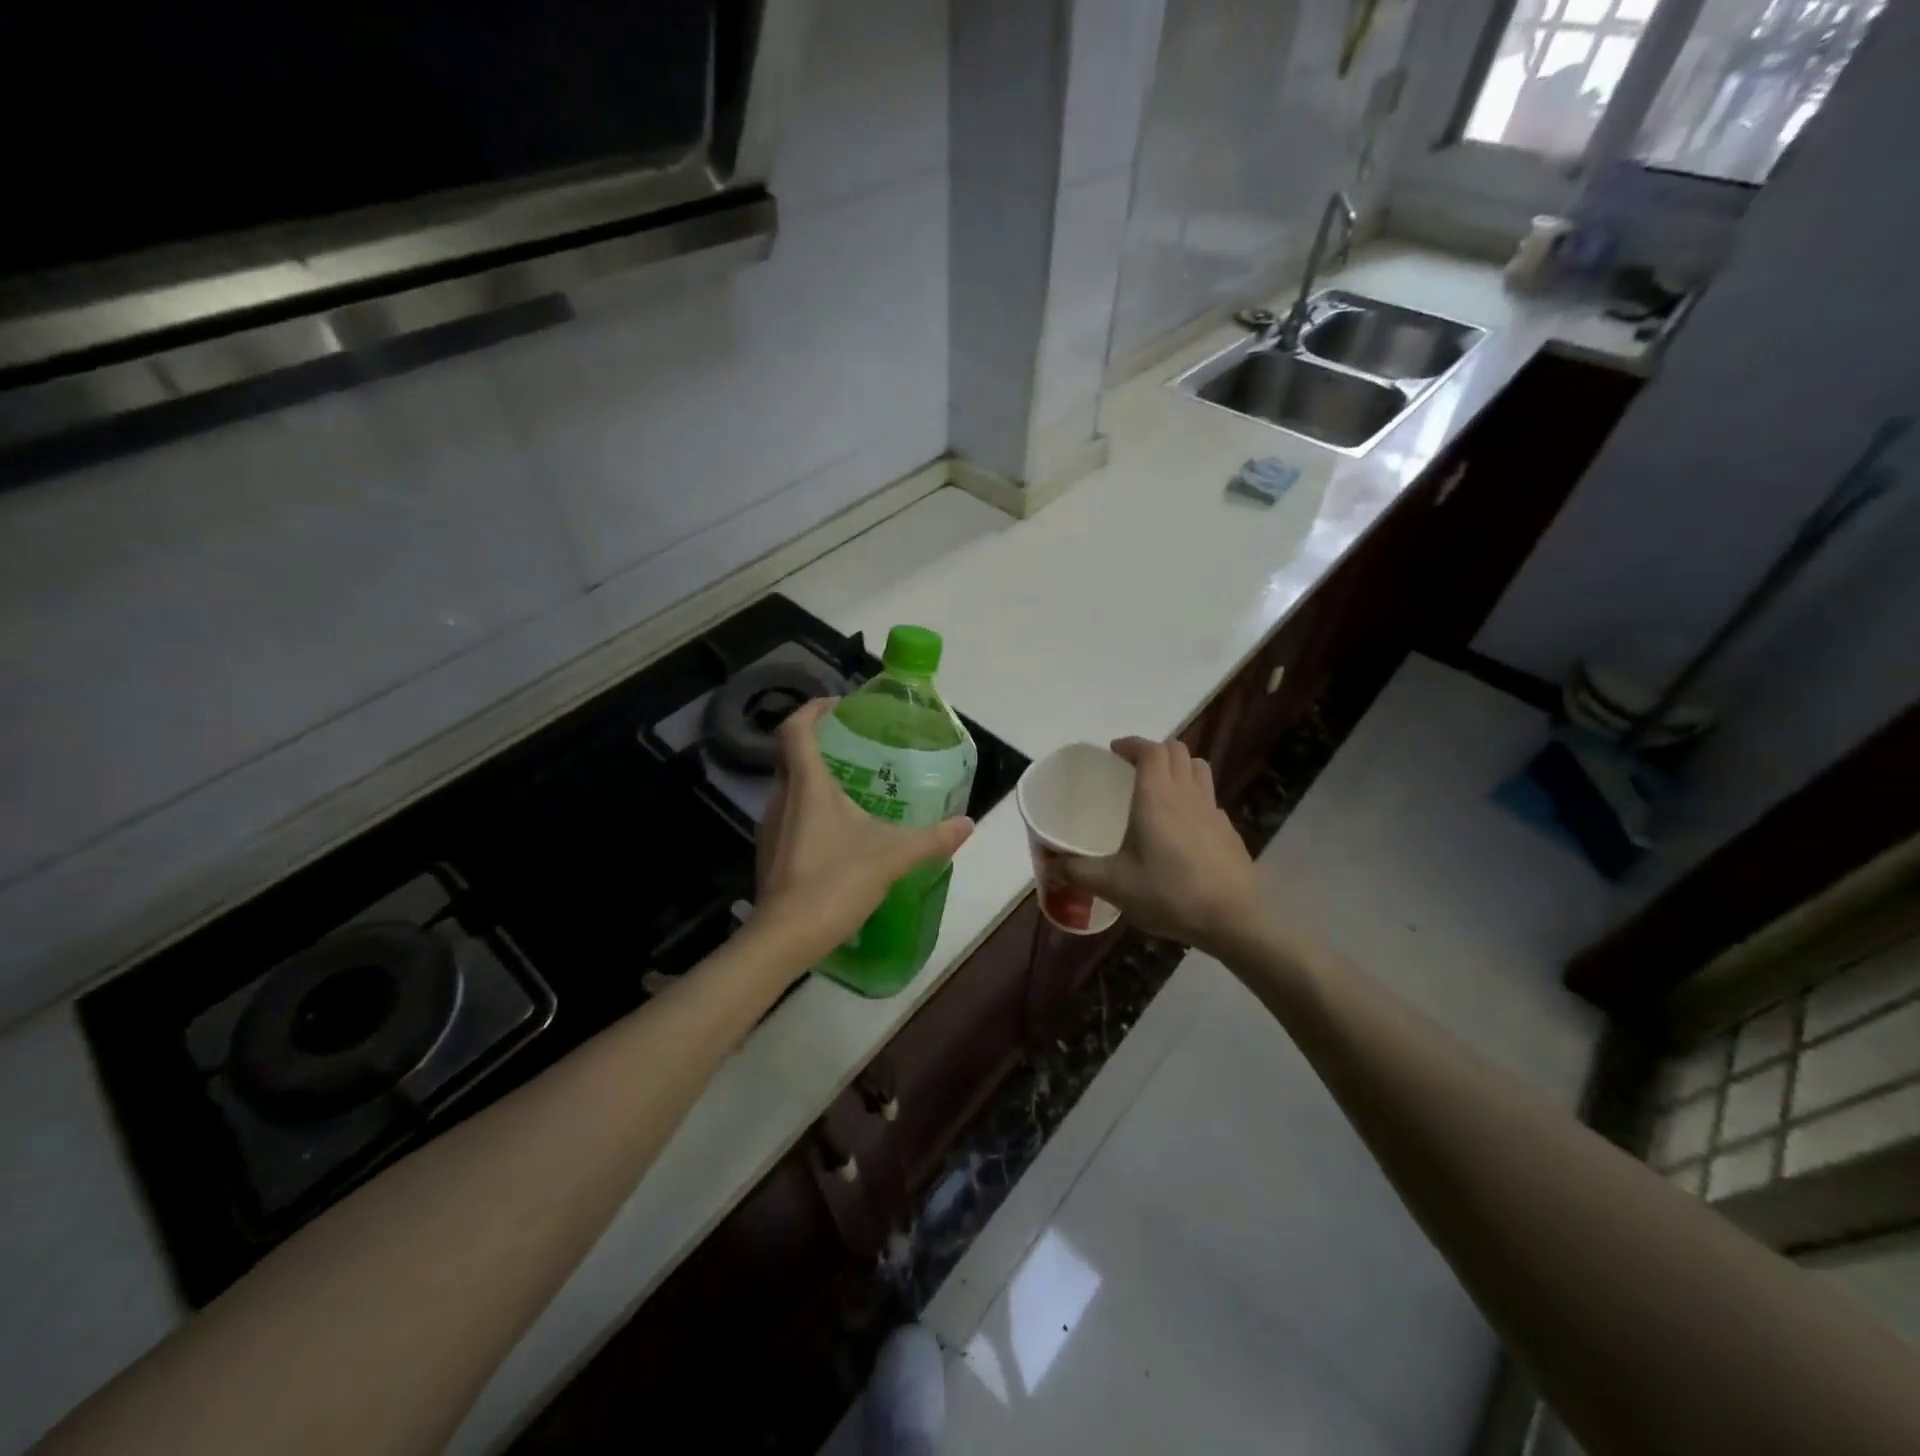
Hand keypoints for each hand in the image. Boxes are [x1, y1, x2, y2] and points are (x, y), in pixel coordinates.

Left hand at [754, 699, 974, 970]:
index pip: (796, 728)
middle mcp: (782, 797)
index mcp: (807, 785)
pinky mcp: (769, 852)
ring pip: (788, 786)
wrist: (785, 937)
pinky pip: (788, 814)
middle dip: (819, 742)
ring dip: (814, 777)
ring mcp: (771, 827)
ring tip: (852, 785)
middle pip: (791, 754)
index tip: (839, 706)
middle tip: (855, 745)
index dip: (814, 709)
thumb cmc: (835, 882)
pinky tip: (837, 831)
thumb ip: (932, 838)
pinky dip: (809, 808)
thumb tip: (967, 823)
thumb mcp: (893, 856)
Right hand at [1058, 736, 1262, 955]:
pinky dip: (1194, 795)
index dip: (1132, 744)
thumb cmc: (1170, 893)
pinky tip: (1182, 825)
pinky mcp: (1228, 831)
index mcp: (1156, 796)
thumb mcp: (1113, 885)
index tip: (1114, 752)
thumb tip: (1049, 864)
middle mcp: (1186, 794)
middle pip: (1177, 751)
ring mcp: (1212, 810)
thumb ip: (1077, 871)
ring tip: (1160, 786)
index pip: (1150, 749)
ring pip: (1198, 768)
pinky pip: (1209, 797)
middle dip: (1154, 751)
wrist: (1235, 919)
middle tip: (1132, 768)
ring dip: (1178, 766)